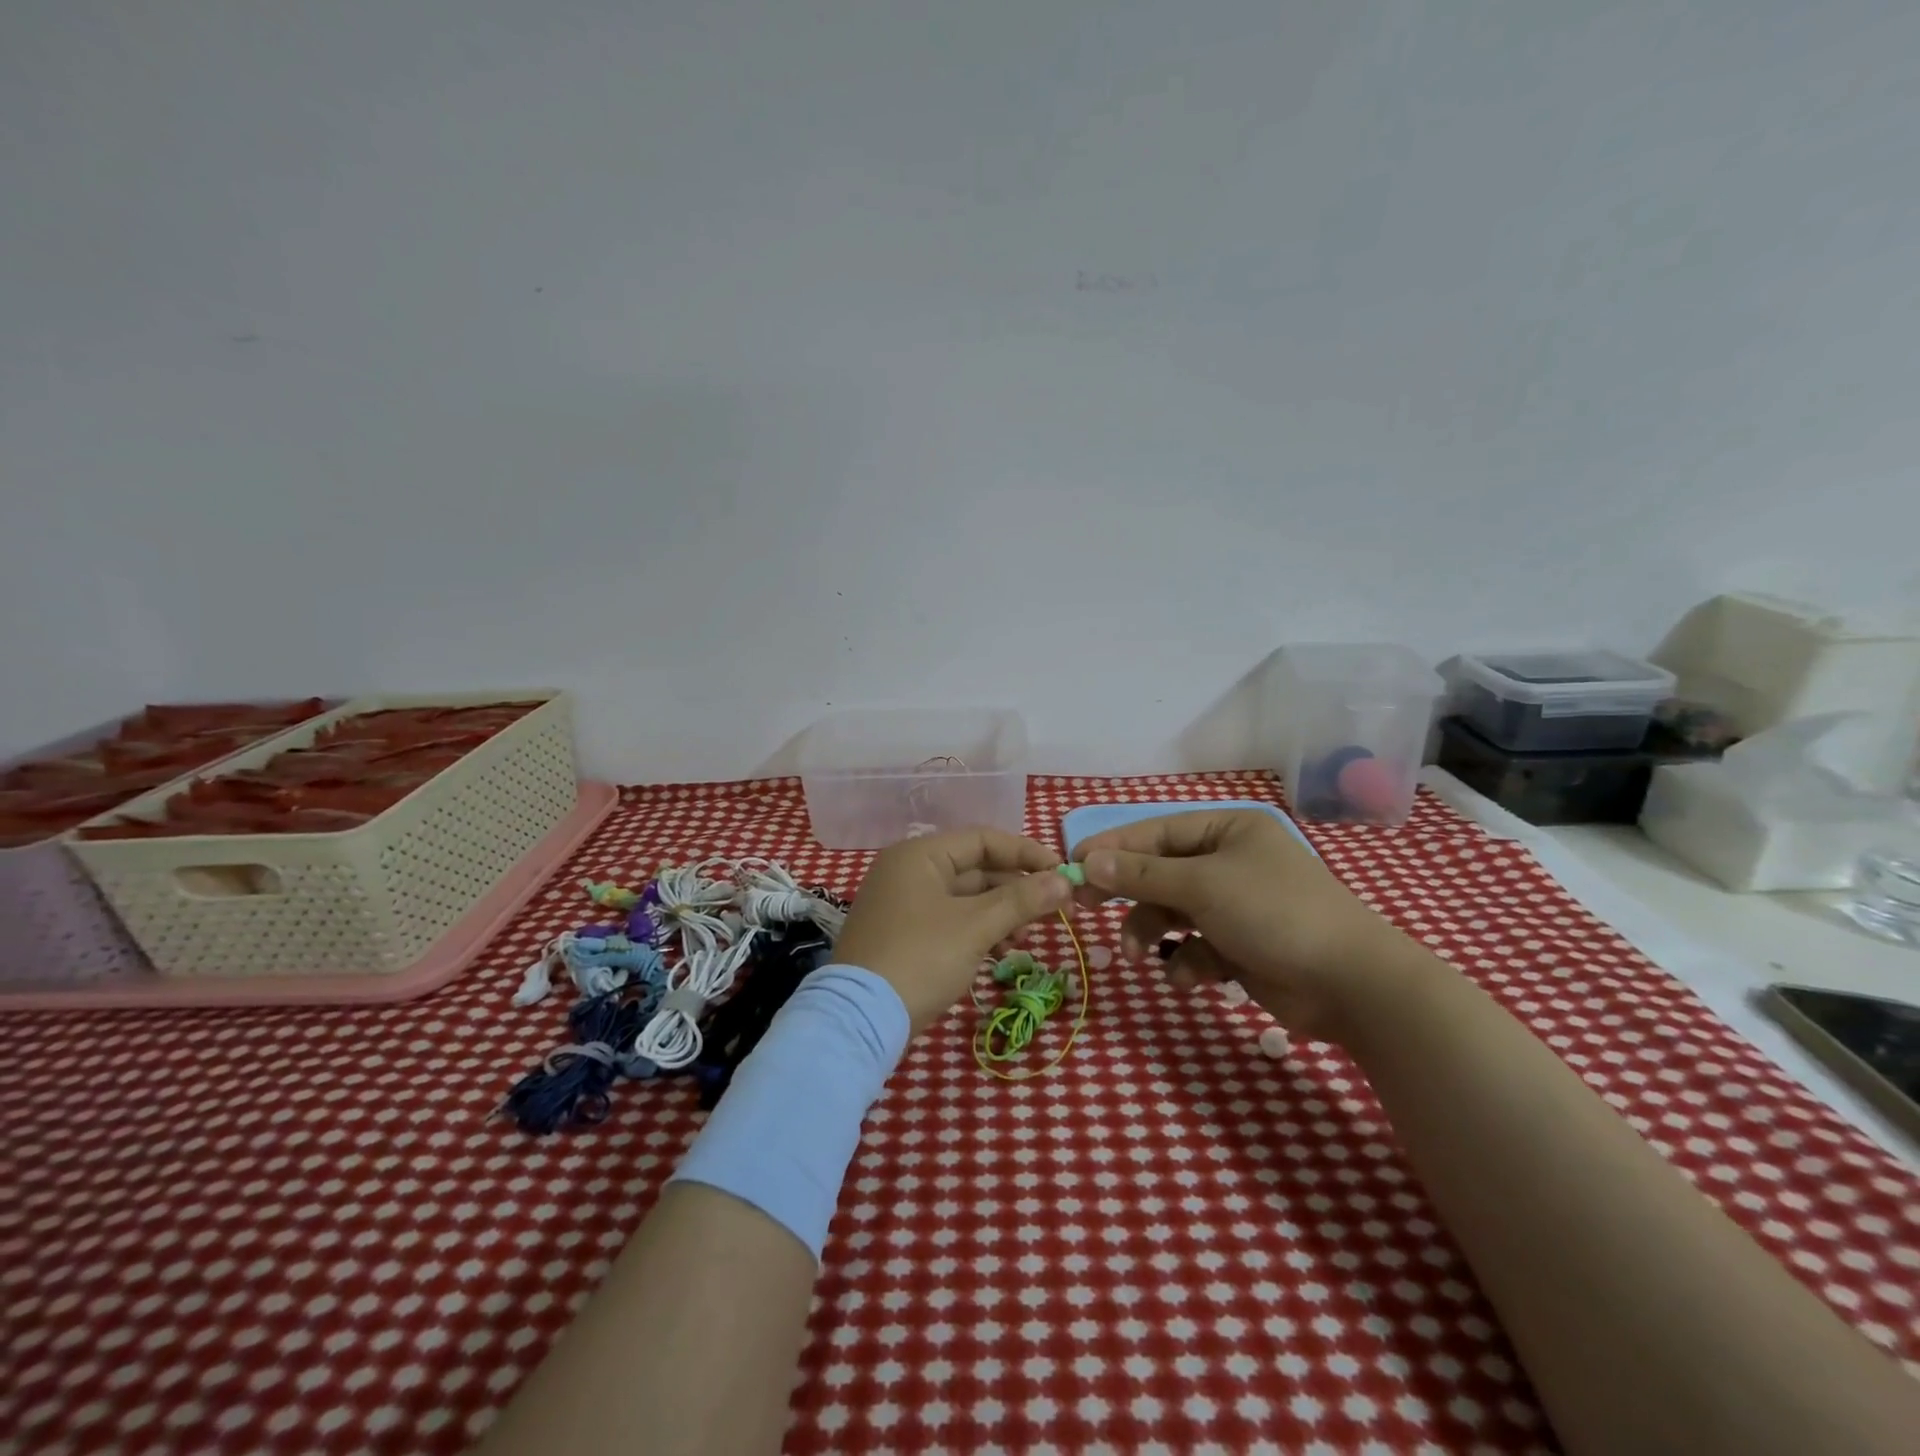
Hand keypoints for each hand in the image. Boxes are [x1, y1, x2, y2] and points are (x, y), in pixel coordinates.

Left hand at [834, 828, 1072, 1035]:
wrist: (860, 1020)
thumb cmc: (920, 959)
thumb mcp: (975, 927)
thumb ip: (1022, 900)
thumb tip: (1065, 880)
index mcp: (919, 855)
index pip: (982, 840)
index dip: (1026, 854)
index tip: (1062, 873)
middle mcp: (908, 872)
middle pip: (975, 869)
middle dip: (1017, 890)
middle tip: (1057, 911)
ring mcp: (903, 905)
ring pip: (965, 899)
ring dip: (1001, 914)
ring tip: (1027, 940)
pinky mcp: (904, 936)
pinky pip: (951, 921)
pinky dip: (979, 932)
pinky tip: (1003, 953)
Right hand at [1074, 808, 1417, 1042]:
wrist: (1350, 984)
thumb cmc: (1273, 913)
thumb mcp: (1200, 886)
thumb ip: (1140, 875)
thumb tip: (1087, 862)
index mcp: (1227, 831)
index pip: (1156, 832)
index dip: (1113, 847)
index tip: (1073, 865)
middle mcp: (1231, 862)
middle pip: (1161, 873)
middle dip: (1129, 894)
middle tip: (1087, 907)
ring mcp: (1237, 906)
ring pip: (1174, 913)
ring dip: (1153, 933)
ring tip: (1139, 954)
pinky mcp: (1242, 946)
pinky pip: (1197, 946)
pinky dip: (1188, 961)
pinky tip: (1191, 977)